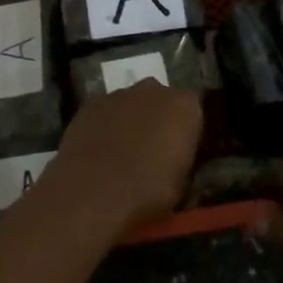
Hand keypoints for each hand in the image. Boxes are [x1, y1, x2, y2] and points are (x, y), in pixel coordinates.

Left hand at [42, 81, 203, 233]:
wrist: (92, 193)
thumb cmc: (148, 192)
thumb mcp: (181, 185)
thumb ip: (181, 161)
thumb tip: (173, 161)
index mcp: (185, 106)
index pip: (193, 112)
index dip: (186, 134)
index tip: (179, 154)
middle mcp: (154, 90)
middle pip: (161, 101)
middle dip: (158, 120)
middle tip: (152, 152)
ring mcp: (118, 94)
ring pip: (131, 104)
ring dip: (130, 121)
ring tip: (121, 155)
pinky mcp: (89, 104)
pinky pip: (105, 113)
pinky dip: (104, 126)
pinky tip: (98, 152)